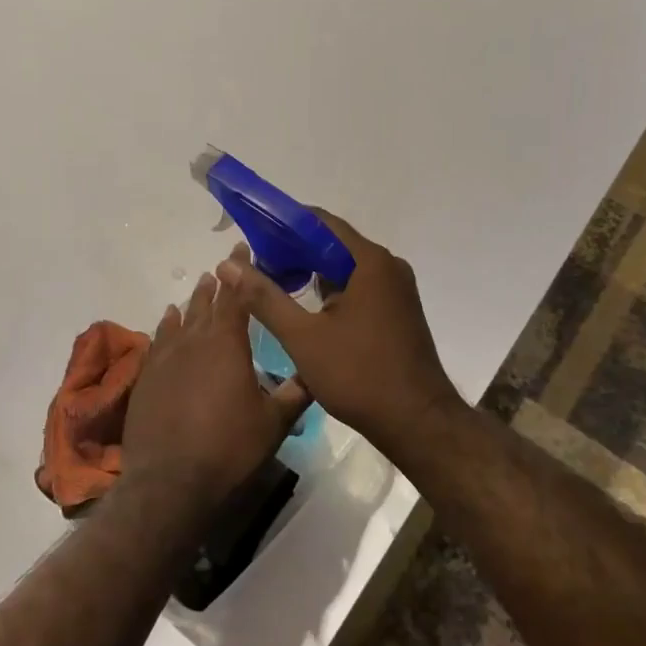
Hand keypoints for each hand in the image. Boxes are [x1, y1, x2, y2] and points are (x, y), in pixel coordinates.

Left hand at [122, 254, 310, 495]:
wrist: (170, 481)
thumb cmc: (229, 448)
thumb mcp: (274, 423)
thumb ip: (296, 393)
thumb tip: (315, 372)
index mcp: (227, 343)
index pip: (237, 296)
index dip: (242, 272)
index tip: (244, 250)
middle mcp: (194, 341)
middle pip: (206, 302)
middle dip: (218, 282)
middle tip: (225, 265)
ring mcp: (165, 358)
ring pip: (181, 318)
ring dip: (192, 301)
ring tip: (199, 285)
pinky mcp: (147, 377)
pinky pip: (159, 340)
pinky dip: (166, 326)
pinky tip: (168, 320)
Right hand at [216, 212, 463, 458]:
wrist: (417, 422)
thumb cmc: (359, 375)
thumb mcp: (303, 337)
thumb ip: (265, 298)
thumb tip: (228, 266)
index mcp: (370, 262)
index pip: (319, 222)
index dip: (282, 225)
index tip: (251, 237)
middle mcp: (388, 267)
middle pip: (332, 244)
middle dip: (292, 251)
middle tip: (255, 267)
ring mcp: (396, 290)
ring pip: (344, 268)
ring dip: (310, 273)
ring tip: (272, 287)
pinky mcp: (396, 311)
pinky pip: (357, 288)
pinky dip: (329, 291)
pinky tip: (305, 309)